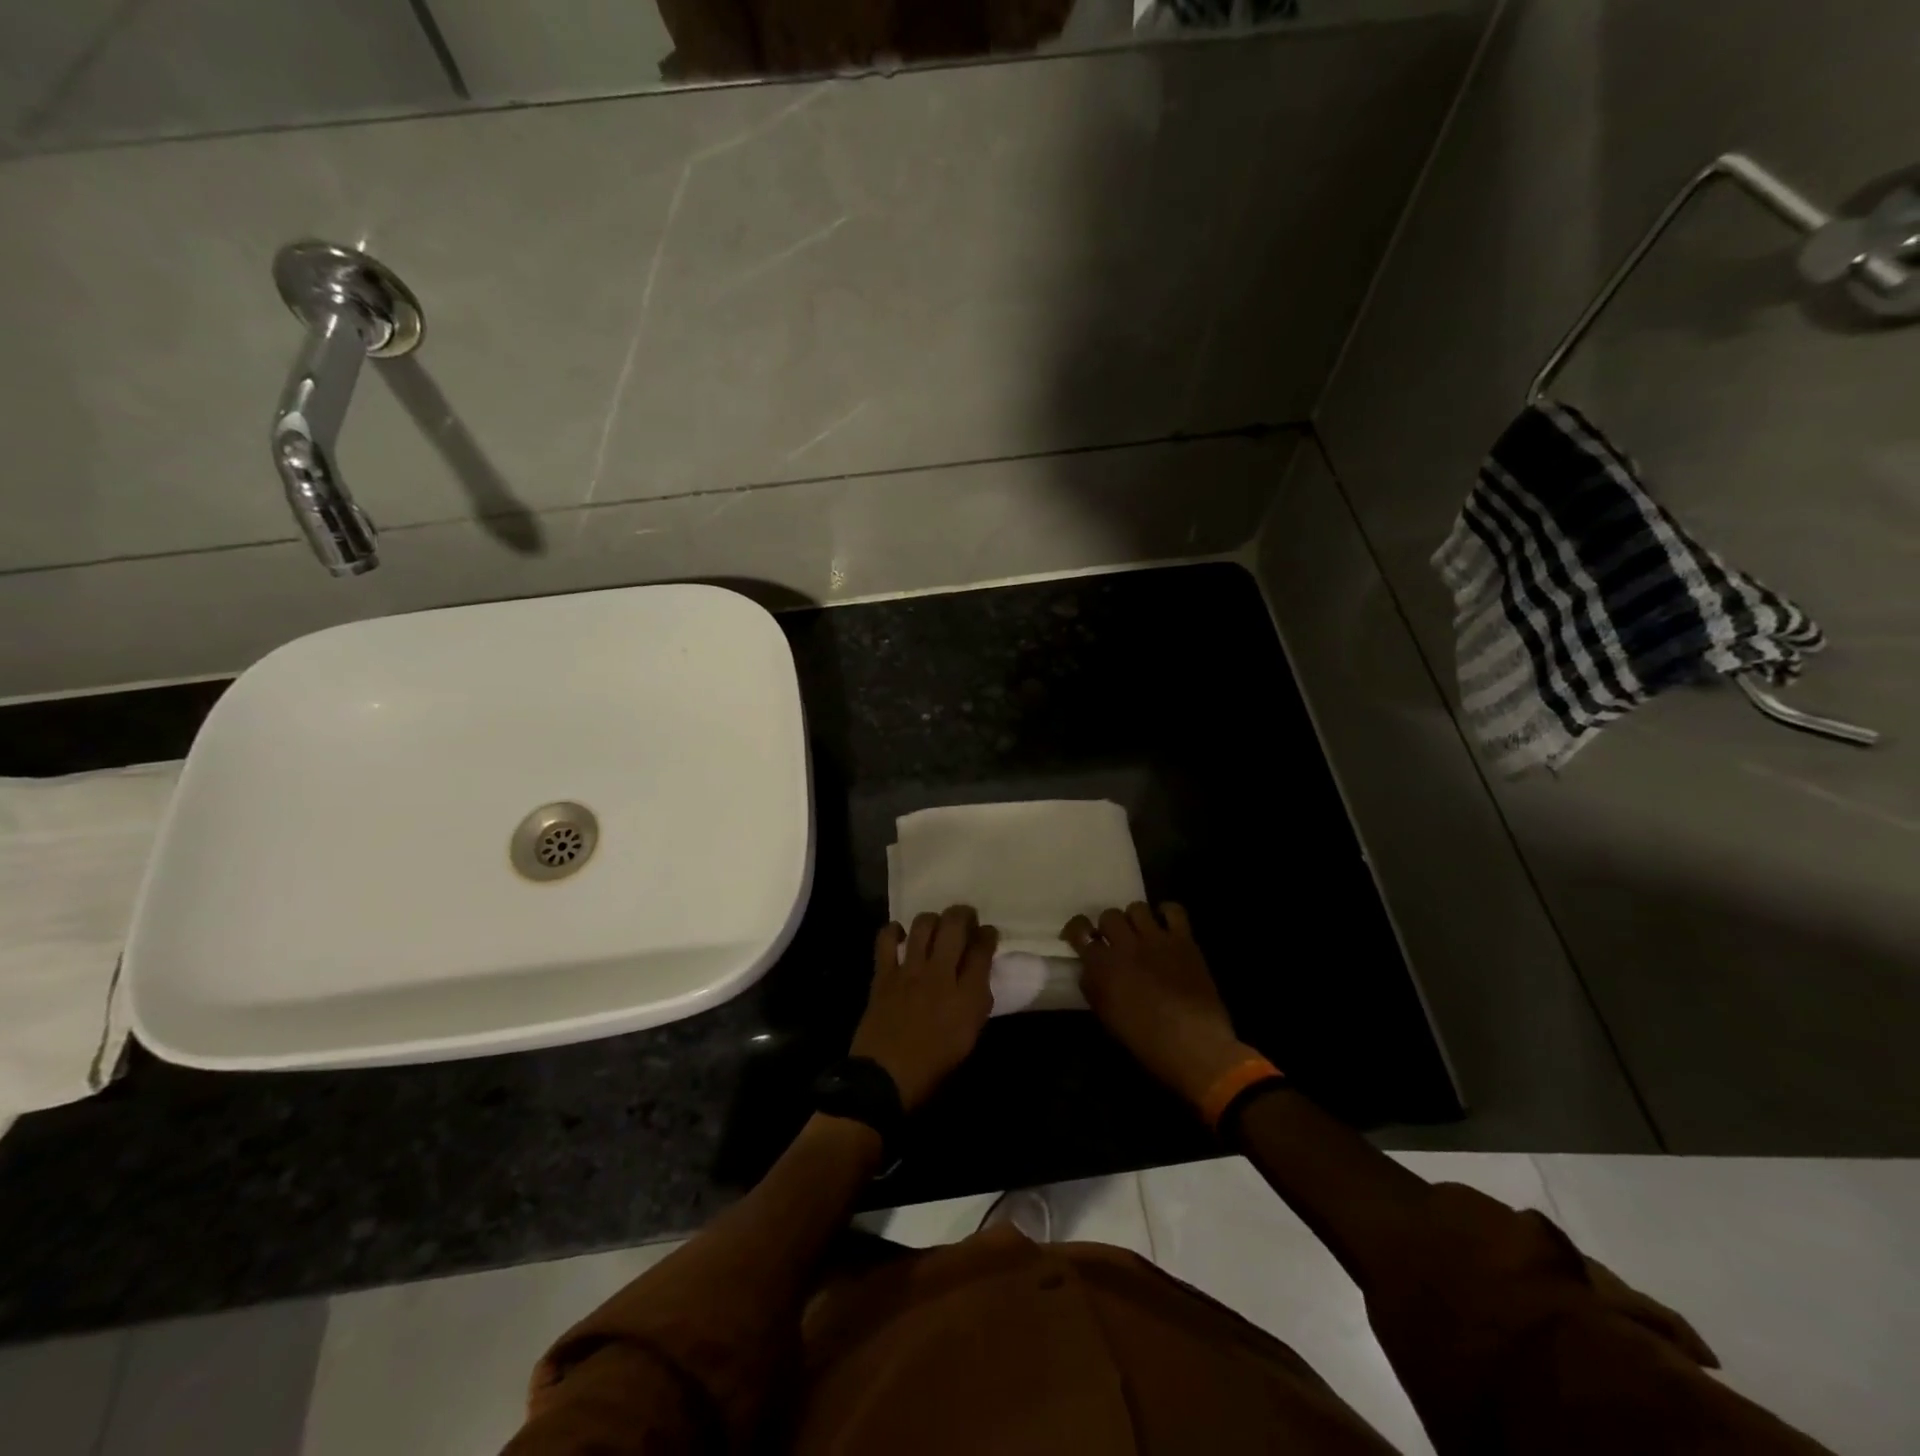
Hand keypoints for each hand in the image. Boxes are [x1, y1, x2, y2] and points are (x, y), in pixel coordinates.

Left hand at [850, 906, 997, 1112]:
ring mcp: (909, 971)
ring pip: (923, 924)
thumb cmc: (933, 1067)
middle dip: (963, 914)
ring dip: (933, 919)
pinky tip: (900, 936)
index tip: (987, 933)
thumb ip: (976, 1003)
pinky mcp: (883, 974)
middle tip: (965, 918)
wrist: (884, 1079)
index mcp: (968, 997)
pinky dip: (893, 931)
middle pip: (955, 925)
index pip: (983, 949)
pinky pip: (886, 939)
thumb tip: (977, 977)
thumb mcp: (969, 1038)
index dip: (988, 934)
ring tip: (935, 926)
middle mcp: (941, 975)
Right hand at [1063, 902, 1254, 1109]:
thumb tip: (1090, 969)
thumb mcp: (1107, 1017)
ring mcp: (1156, 939)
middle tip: (1115, 940)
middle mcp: (1126, 945)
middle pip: (1109, 915)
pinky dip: (1167, 913)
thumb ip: (1094, 987)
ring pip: (1137, 907)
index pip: (1079, 930)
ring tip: (1141, 932)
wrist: (1193, 1045)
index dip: (1076, 928)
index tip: (1079, 935)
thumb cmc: (1145, 1041)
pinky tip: (1165, 925)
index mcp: (1102, 966)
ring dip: (1134, 919)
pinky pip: (1173, 911)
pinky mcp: (1183, 941)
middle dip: (1109, 926)